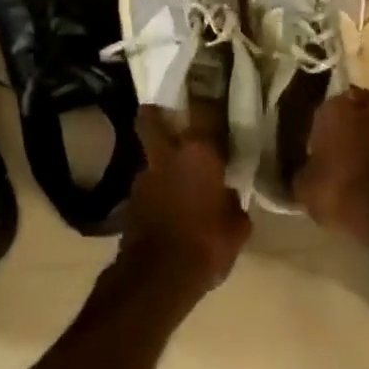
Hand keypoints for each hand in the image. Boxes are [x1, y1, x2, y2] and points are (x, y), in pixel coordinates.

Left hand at [118, 108, 251, 296]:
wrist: (157, 278)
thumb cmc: (207, 244)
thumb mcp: (238, 226)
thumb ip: (233, 202)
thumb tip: (227, 195)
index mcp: (198, 152)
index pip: (202, 109)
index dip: (205, 97)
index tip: (208, 89)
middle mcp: (166, 156)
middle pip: (150, 119)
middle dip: (155, 113)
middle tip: (167, 115)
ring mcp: (143, 178)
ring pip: (150, 158)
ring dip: (161, 164)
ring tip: (177, 181)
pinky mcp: (130, 203)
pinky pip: (147, 188)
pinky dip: (157, 193)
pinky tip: (168, 209)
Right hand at [295, 88, 368, 242]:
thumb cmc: (338, 189)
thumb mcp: (304, 187)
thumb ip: (303, 173)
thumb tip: (305, 173)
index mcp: (337, 108)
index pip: (327, 105)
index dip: (323, 123)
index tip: (318, 140)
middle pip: (358, 110)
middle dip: (351, 124)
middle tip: (340, 147)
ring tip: (362, 165)